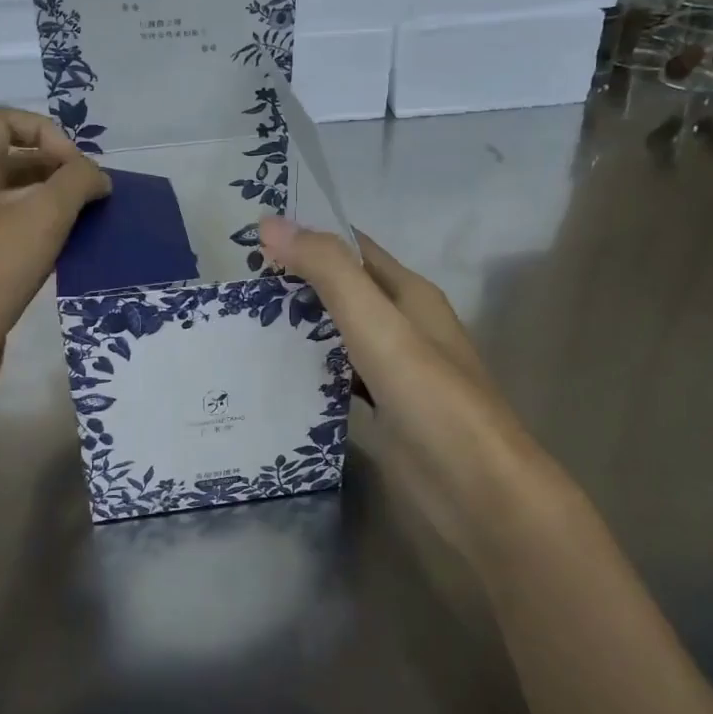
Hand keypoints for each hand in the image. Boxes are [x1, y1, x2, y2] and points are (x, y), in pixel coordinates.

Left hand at [0, 108, 109, 411]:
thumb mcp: (41, 216)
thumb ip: (76, 183)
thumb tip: (97, 177)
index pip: (4, 121)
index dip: (46, 132)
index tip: (75, 170)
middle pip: (14, 160)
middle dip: (58, 170)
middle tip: (92, 199)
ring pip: (17, 202)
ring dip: (55, 206)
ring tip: (88, 227)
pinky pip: (15, 239)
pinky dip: (44, 239)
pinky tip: (67, 258)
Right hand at [259, 216, 533, 563]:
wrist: (477, 491)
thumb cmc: (431, 397)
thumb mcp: (378, 324)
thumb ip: (328, 271)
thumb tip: (270, 222)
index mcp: (409, 294)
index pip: (353, 248)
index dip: (309, 235)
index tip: (252, 234)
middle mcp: (403, 326)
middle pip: (343, 290)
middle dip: (295, 281)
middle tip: (234, 281)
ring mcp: (394, 371)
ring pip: (338, 333)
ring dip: (299, 325)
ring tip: (240, 320)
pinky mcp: (383, 410)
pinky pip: (338, 376)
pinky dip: (309, 368)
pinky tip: (272, 373)